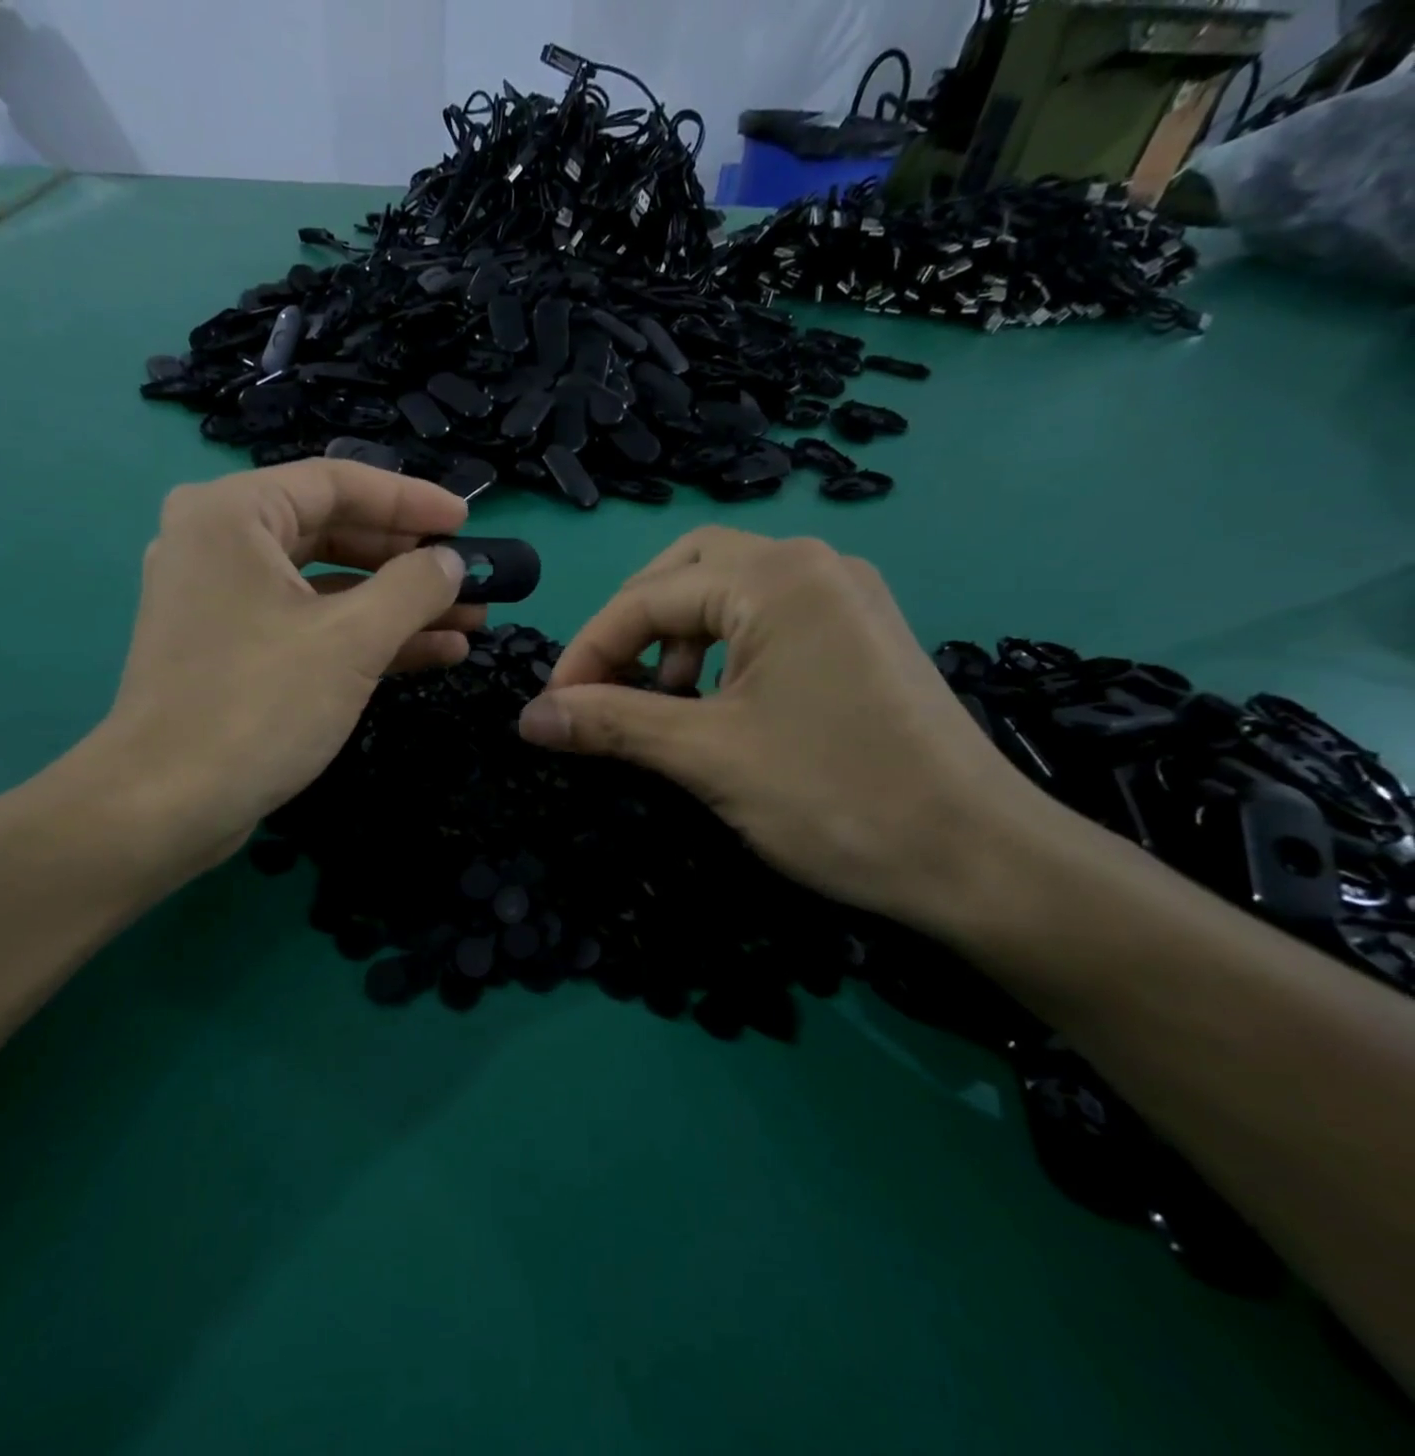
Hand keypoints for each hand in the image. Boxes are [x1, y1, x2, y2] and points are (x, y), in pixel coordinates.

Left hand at [70, 460, 476, 870]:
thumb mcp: (352, 640)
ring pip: (326, 587)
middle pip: (334, 533)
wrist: (165, 806)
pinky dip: (364, 637)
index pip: (337, 483)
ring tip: (468, 623)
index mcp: (234, 514)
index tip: (468, 522)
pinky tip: (432, 653)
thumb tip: (452, 564)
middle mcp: (220, 543)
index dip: (411, 500)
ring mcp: (223, 601)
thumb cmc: (259, 706)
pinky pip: (308, 625)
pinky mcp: (232, 650)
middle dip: (409, 562)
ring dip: (397, 606)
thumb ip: (413, 588)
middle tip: (469, 578)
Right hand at [516, 528, 1041, 928]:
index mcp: (777, 578)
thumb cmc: (837, 797)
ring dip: (674, 637)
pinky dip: (720, 650)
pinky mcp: (859, 636)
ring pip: (726, 593)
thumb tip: (529, 718)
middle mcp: (814, 565)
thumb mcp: (707, 757)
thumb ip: (612, 724)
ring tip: (660, 699)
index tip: (552, 708)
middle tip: (602, 686)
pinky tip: (715, 702)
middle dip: (631, 627)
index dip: (587, 650)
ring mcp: (845, 598)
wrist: (980, 860)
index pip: (648, 596)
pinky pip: (766, 620)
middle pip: (686, 572)